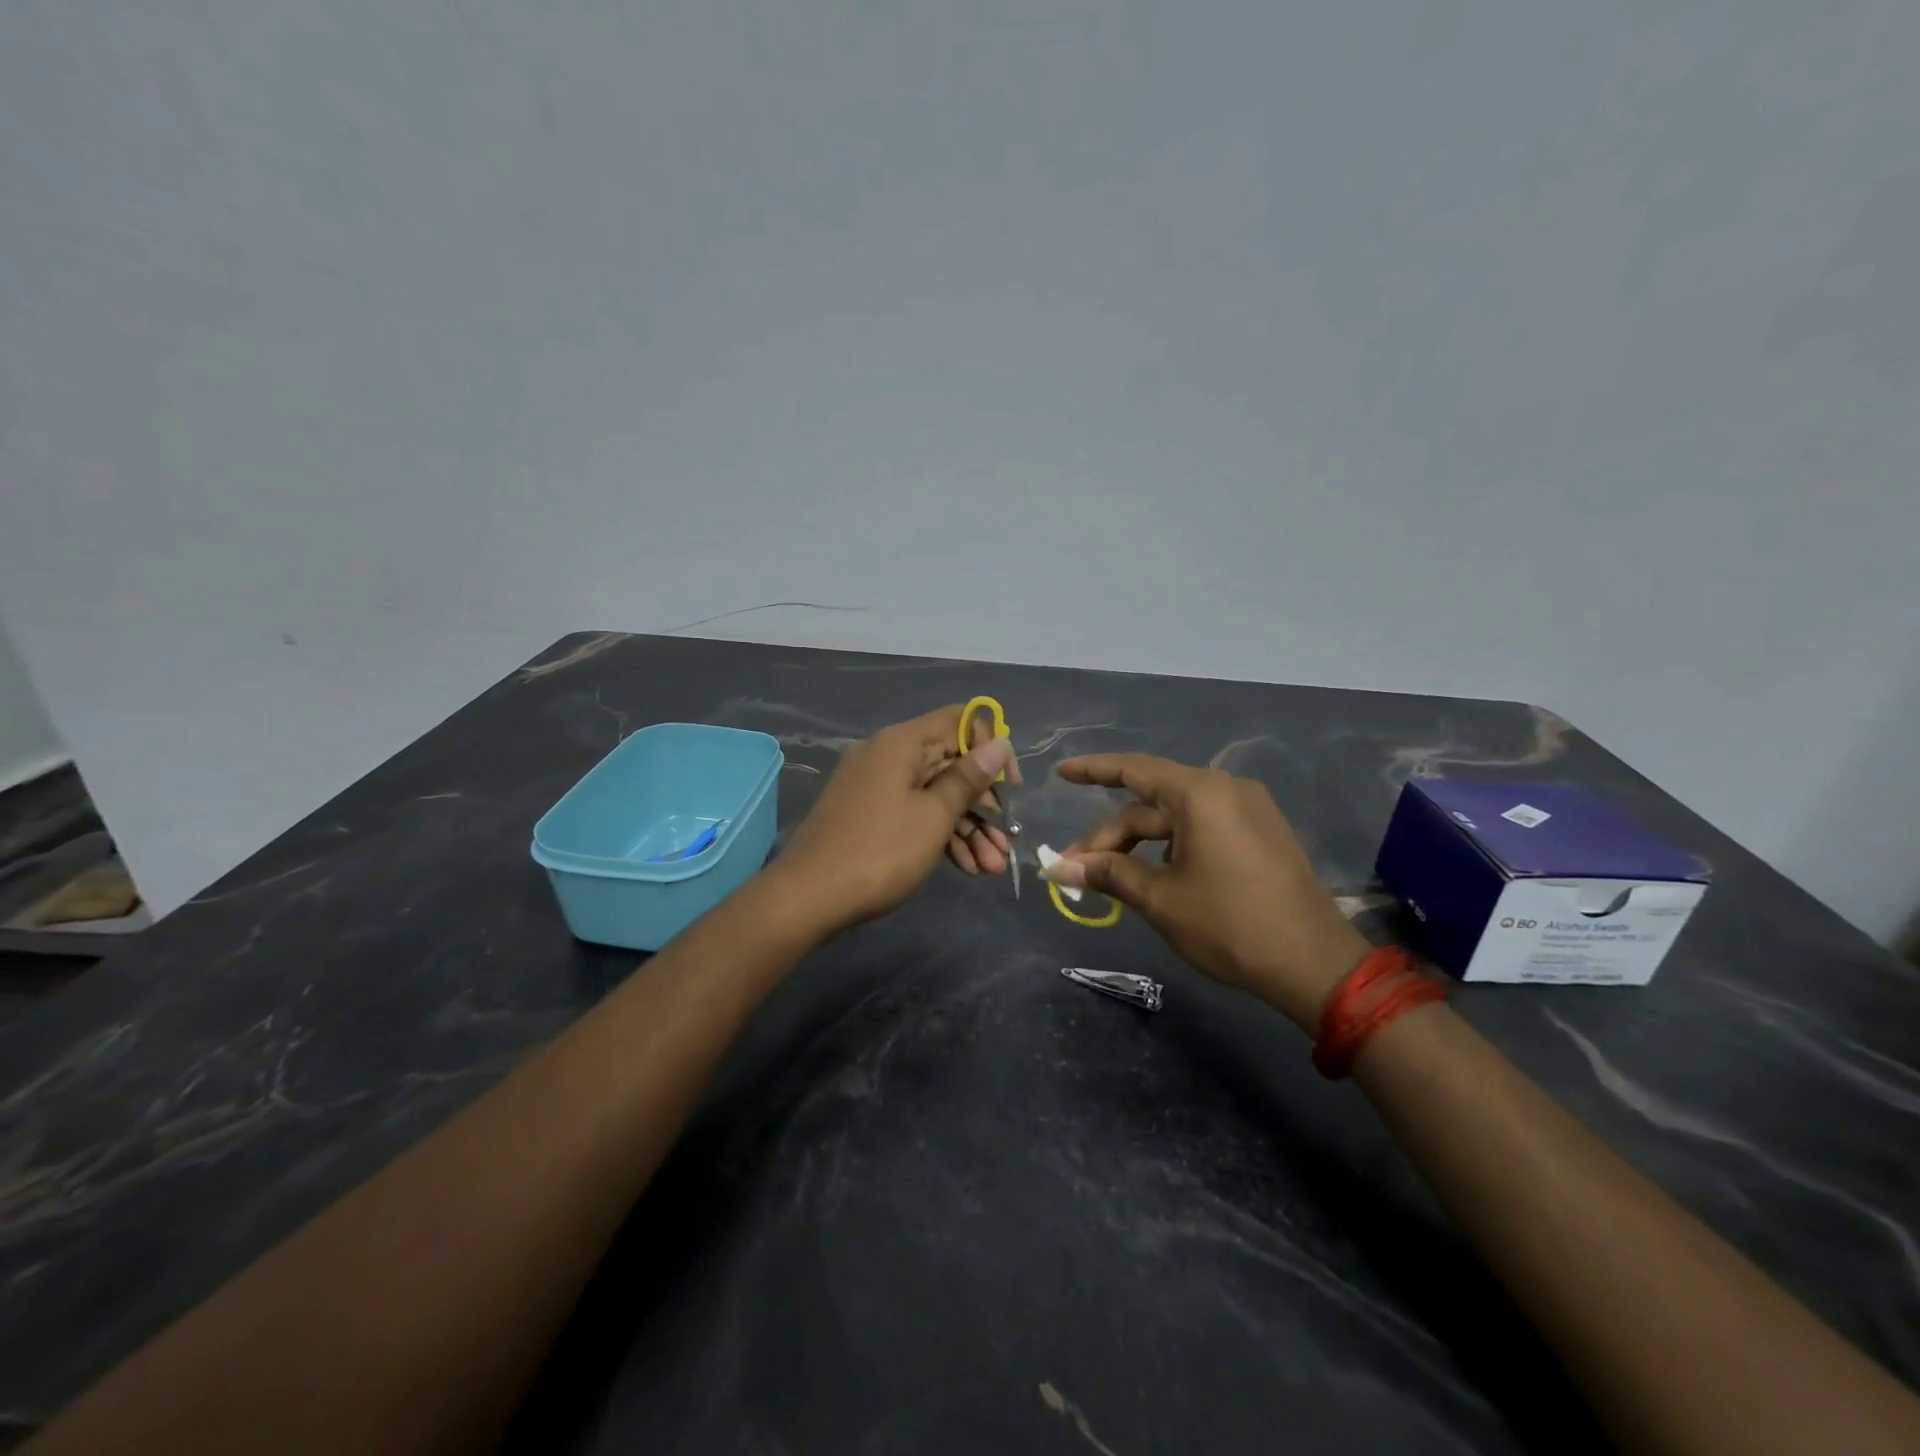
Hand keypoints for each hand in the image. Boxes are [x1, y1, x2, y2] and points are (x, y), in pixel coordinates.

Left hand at [774, 706, 1018, 935]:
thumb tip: (1000, 742)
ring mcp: (877, 787)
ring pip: (935, 796)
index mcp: (902, 743)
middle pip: (951, 764)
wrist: (808, 898)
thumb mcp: (934, 816)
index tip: (1010, 787)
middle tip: (1007, 841)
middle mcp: (888, 756)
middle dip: (984, 804)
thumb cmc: (880, 851)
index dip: (992, 748)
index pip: (960, 721)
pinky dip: (940, 836)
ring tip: (992, 868)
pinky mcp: (870, 815)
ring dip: (968, 829)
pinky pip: (914, 814)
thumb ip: (969, 778)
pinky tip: (967, 869)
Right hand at [1042, 755, 1367, 1028]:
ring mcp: (1250, 810)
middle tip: (1077, 867)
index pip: (1133, 769)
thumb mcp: (1160, 899)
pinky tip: (1157, 876)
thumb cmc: (1229, 925)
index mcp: (1200, 794)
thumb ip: (1108, 873)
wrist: (1314, 965)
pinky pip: (1204, 827)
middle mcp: (1226, 789)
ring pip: (1177, 818)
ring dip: (1141, 844)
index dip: (1092, 771)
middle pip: (1152, 804)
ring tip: (1112, 878)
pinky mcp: (1263, 833)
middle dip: (1112, 836)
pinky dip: (1172, 846)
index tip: (1062, 772)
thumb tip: (1058, 866)